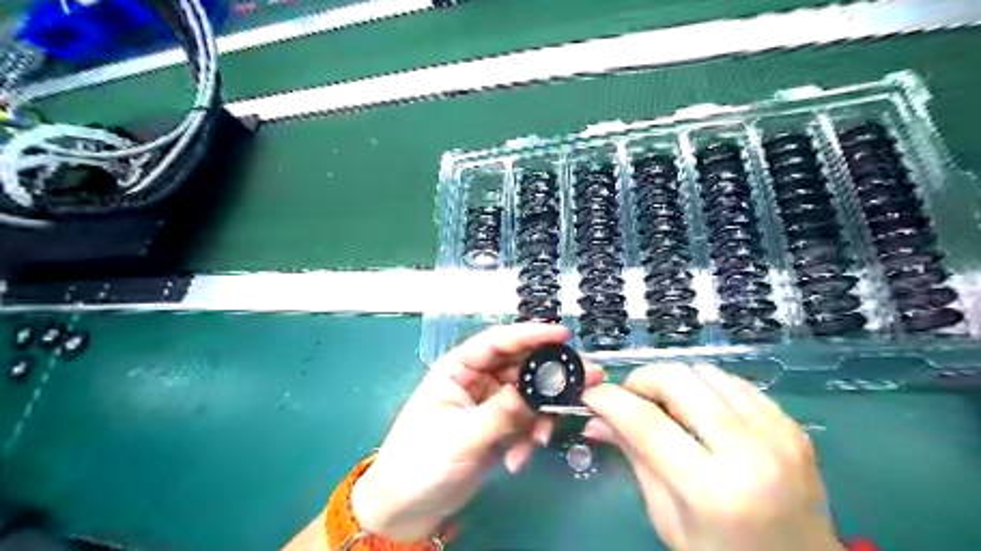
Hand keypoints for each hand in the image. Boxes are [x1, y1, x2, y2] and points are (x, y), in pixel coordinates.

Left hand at [348, 323, 602, 541]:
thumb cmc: (421, 462)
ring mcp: (490, 404)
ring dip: (540, 416)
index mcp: (458, 368)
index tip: (563, 335)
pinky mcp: (498, 428)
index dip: (530, 334)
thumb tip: (533, 392)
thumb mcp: (460, 435)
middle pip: (520, 366)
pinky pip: (525, 423)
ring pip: (528, 396)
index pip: (498, 342)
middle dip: (550, 376)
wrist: (408, 508)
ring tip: (544, 438)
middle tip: (586, 380)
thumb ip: (499, 412)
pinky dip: (529, 438)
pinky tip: (519, 459)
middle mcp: (477, 380)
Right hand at [581, 361, 842, 550]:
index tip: (590, 394)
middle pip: (677, 381)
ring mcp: (776, 432)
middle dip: (641, 380)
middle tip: (629, 398)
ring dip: (672, 380)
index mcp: (711, 489)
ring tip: (664, 404)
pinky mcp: (790, 423)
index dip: (610, 400)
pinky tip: (698, 408)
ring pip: (704, 371)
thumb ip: (634, 458)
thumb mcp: (668, 517)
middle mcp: (748, 451)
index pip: (646, 422)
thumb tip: (596, 420)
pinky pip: (733, 381)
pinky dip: (704, 386)